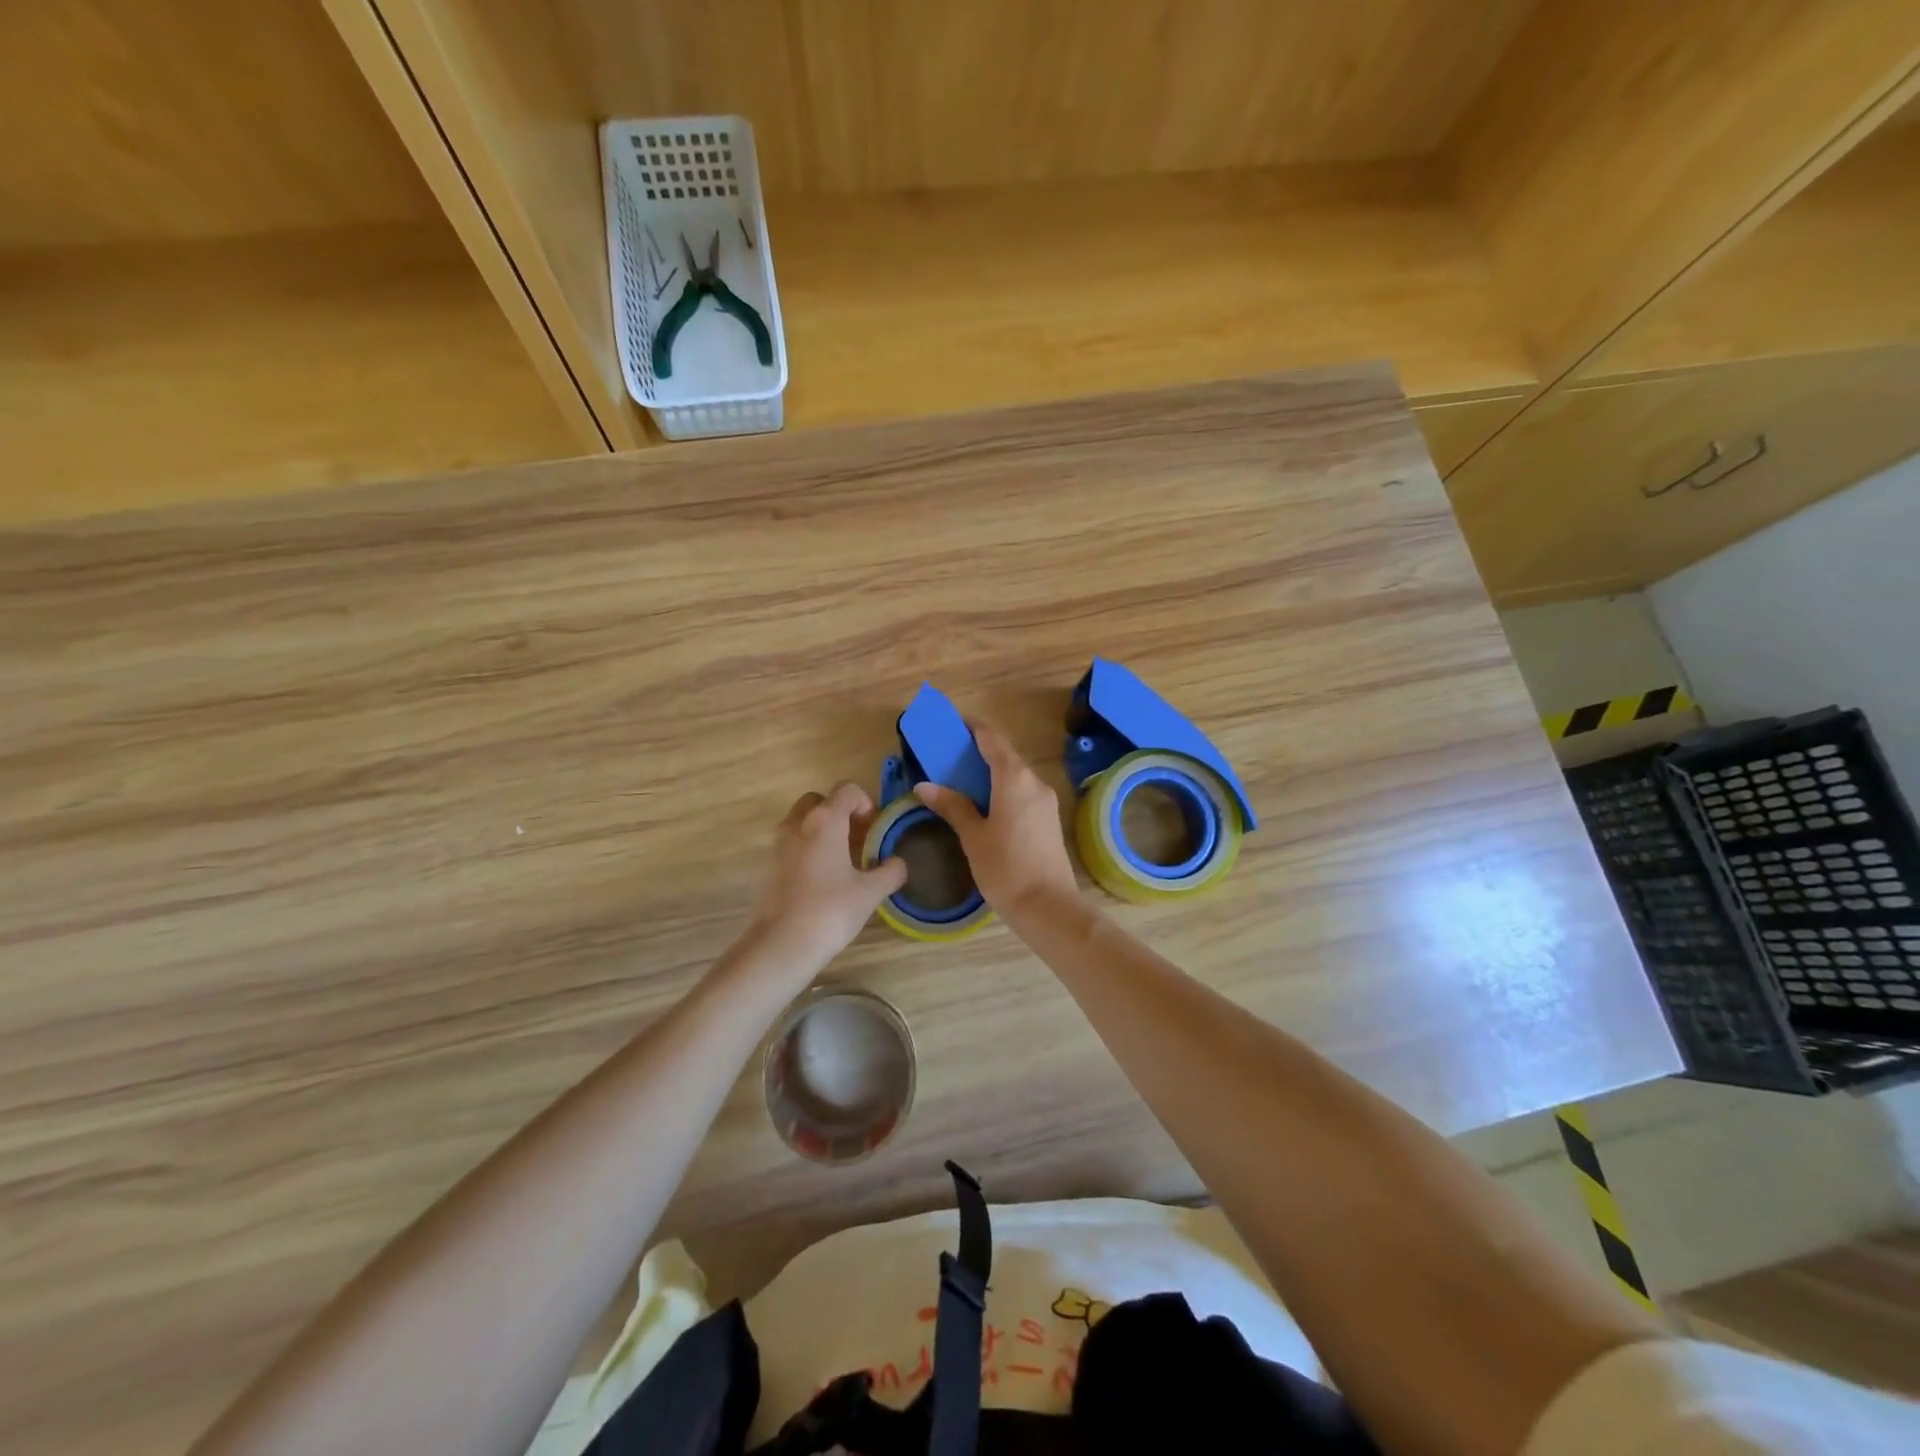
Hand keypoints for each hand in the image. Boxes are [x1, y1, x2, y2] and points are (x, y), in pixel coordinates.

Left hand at [746, 783, 907, 976]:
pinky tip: (822, 879)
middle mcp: (798, 823)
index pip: (847, 790)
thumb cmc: (830, 911)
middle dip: (840, 813)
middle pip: (820, 801)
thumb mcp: (870, 892)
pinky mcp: (768, 865)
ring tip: (842, 861)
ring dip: (822, 831)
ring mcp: (778, 844)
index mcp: (825, 820)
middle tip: (858, 840)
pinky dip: (807, 849)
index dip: (866, 803)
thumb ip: (890, 872)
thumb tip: (899, 863)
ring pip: (802, 822)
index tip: (875, 829)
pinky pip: (791, 844)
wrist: (781, 945)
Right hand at [913, 720, 1079, 920]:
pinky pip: (1023, 793)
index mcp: (1014, 778)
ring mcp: (1046, 801)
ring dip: (991, 772)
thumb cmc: (1005, 867)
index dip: (973, 727)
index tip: (954, 723)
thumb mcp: (973, 836)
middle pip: (1005, 756)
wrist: (1048, 906)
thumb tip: (925, 786)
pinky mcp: (1049, 820)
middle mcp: (1034, 782)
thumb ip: (952, 806)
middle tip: (950, 755)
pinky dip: (1003, 789)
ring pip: (1015, 776)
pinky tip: (986, 804)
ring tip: (963, 780)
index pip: (991, 739)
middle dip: (979, 751)